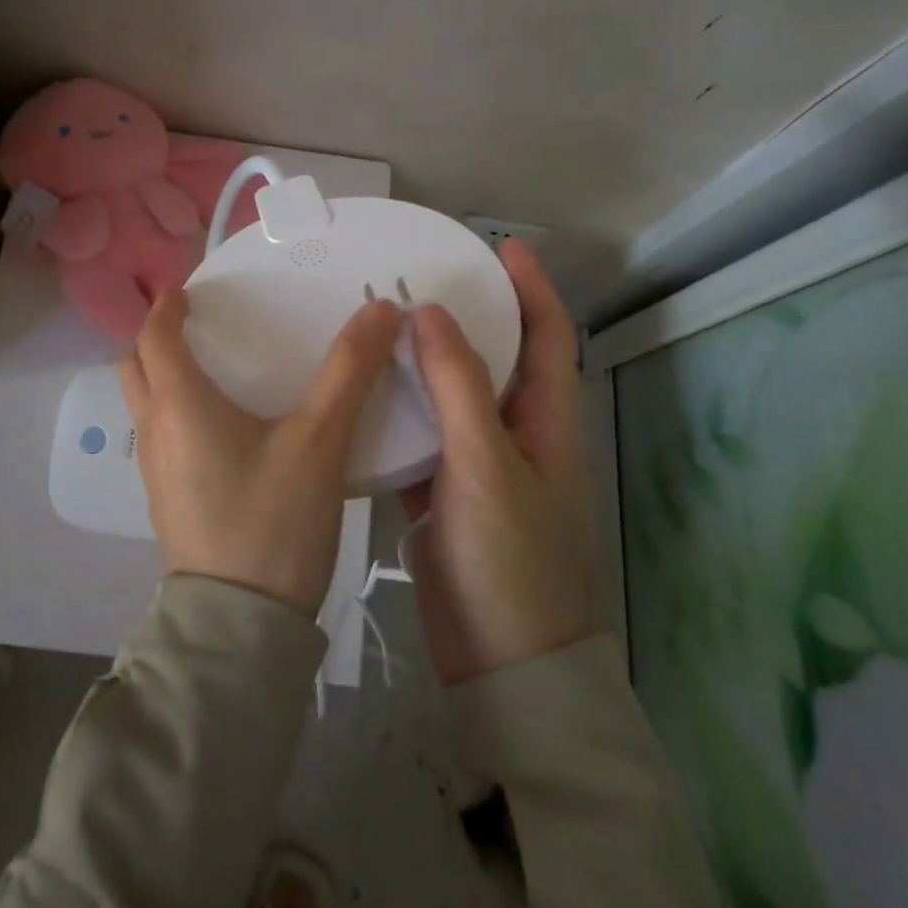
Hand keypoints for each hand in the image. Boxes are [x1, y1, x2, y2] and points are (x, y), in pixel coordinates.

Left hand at [121, 289, 403, 616]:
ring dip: (164, 376)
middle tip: (197, 325)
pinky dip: (177, 411)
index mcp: (179, 405)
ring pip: (145, 404)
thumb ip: (349, 372)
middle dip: (157, 338)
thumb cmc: (272, 521)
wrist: (239, 628)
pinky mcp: (167, 500)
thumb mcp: (319, 441)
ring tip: (214, 369)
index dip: (166, 307)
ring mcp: (155, 471)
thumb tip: (382, 310)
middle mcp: (155, 431)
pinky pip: (161, 436)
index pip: (154, 337)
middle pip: (137, 367)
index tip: (187, 290)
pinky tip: (224, 427)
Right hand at [403, 239, 592, 684]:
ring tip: (380, 320)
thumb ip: (460, 387)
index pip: (547, 335)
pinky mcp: (441, 489)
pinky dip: (397, 408)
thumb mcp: (487, 465)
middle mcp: (514, 432)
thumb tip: (432, 313)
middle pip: (493, 357)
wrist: (500, 662)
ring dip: (423, 358)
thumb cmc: (510, 559)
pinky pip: (419, 432)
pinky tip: (360, 388)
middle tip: (417, 276)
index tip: (499, 245)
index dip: (530, 287)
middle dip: (466, 313)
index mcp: (544, 420)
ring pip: (450, 393)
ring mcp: (476, 462)